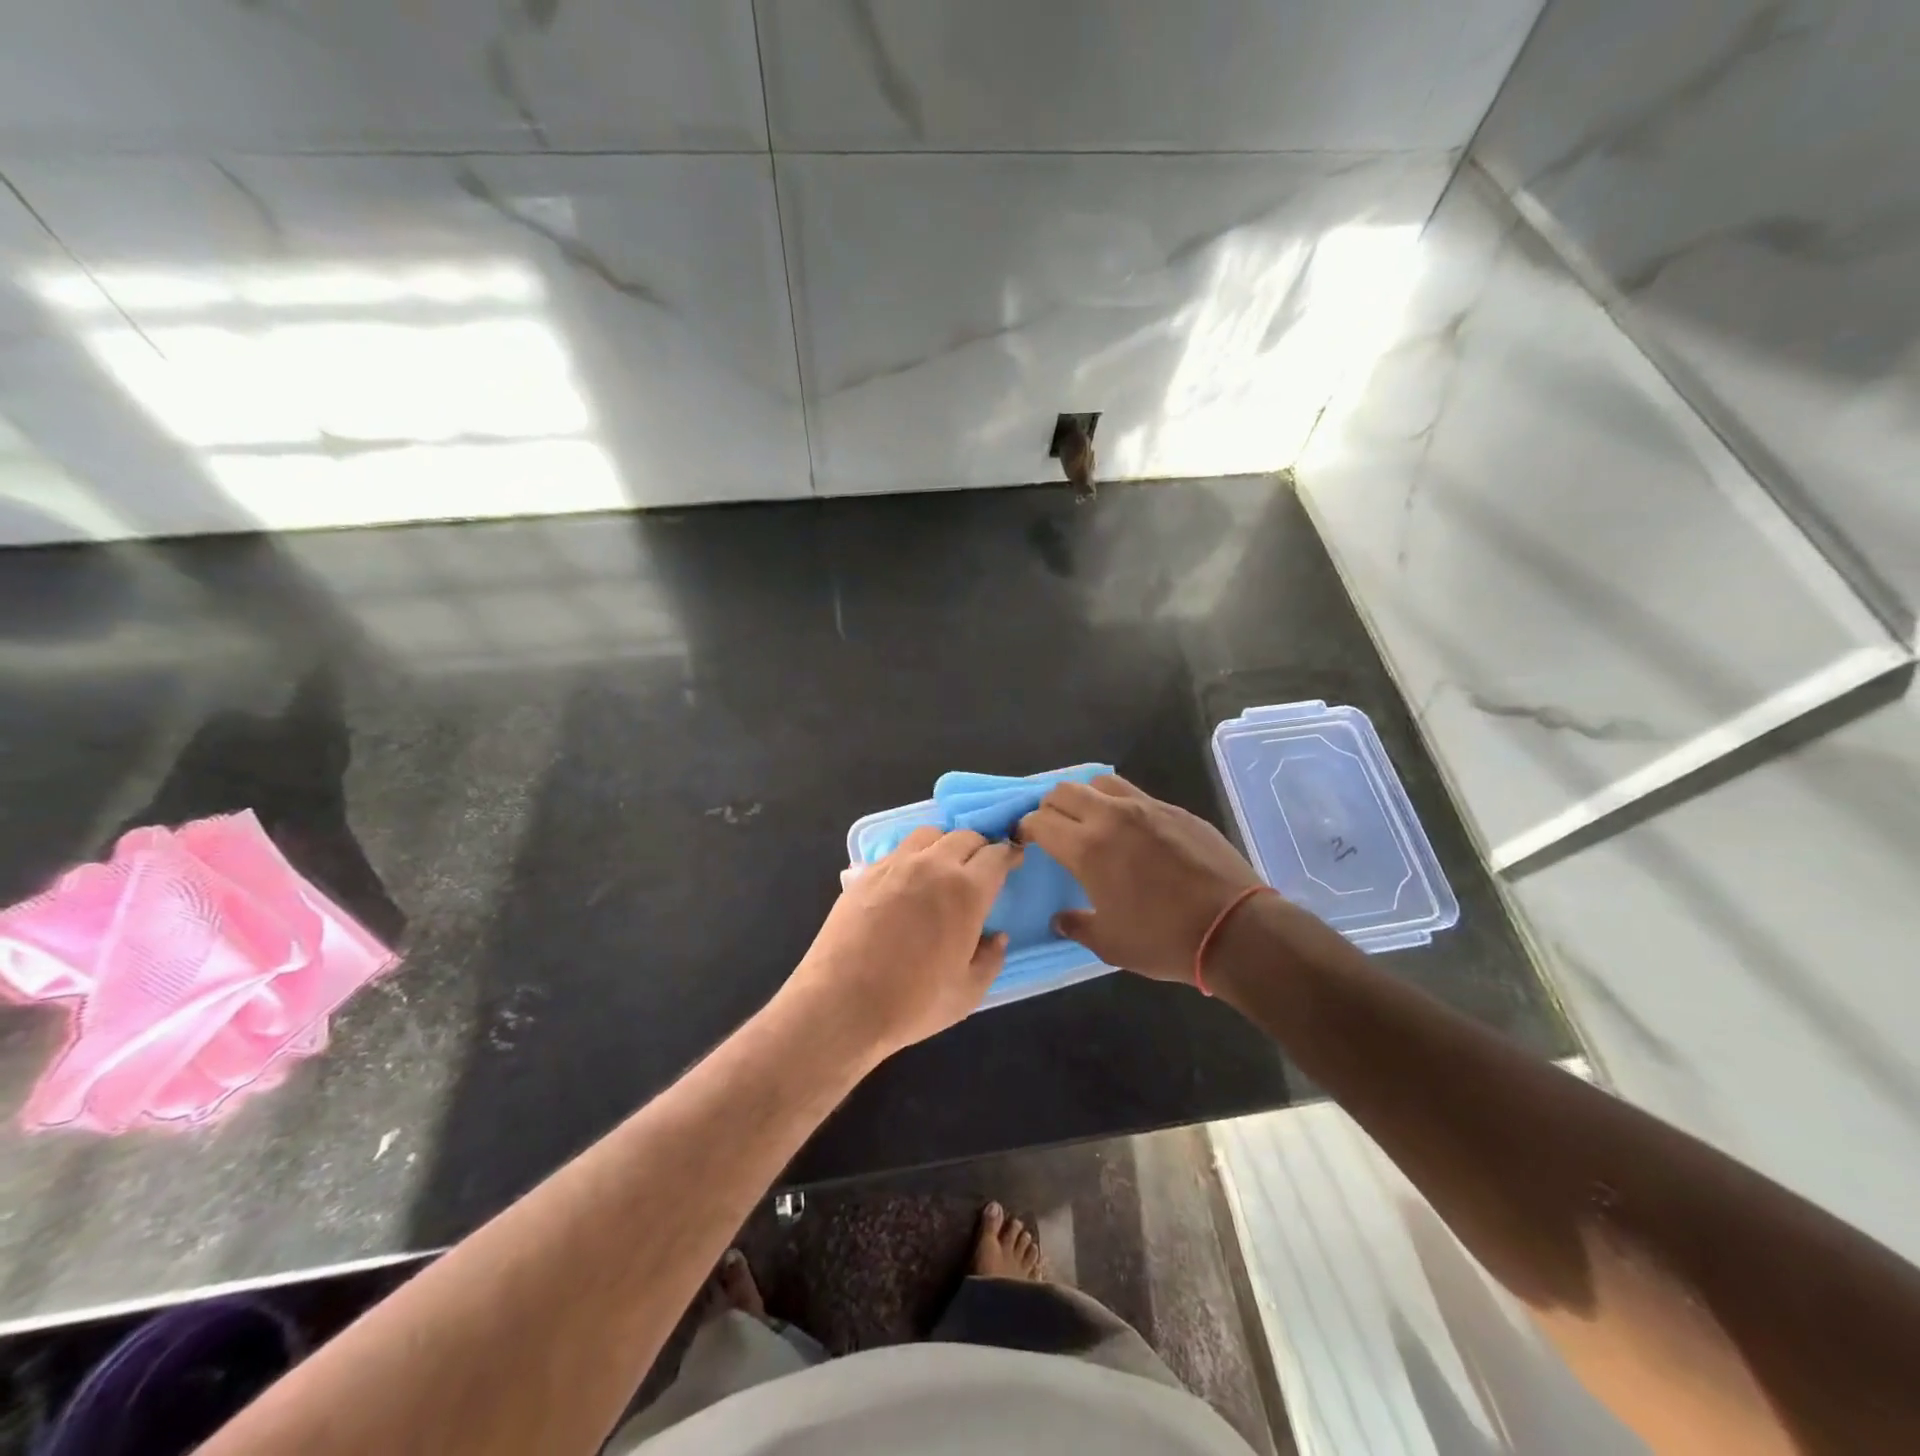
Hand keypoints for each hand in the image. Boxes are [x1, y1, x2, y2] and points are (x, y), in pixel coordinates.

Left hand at [782, 826, 1020, 1059]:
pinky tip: (910, 879)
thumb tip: (996, 937)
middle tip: (982, 867)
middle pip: (965, 837)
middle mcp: (933, 866)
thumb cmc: (912, 1003)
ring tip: (945, 866)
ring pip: (930, 834)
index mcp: (966, 891)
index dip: (1009, 855)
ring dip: (946, 844)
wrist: (842, 1003)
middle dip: (980, 847)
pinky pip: (899, 850)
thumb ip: (990, 960)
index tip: (1014, 860)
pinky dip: (915, 855)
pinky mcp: (867, 872)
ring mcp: (896, 865)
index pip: (996, 856)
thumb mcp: (967, 993)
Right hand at [1016, 775, 1262, 984]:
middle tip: (1053, 829)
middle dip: (1049, 807)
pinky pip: (1136, 795)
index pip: (1040, 820)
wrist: (1234, 928)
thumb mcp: (1110, 943)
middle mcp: (1111, 817)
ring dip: (1085, 797)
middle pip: (1064, 791)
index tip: (1026, 841)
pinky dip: (1120, 805)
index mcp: (1087, 848)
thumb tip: (1061, 920)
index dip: (1026, 828)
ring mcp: (1147, 808)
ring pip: (1100, 783)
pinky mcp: (1175, 810)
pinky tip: (1131, 831)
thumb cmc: (1163, 940)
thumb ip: (1077, 925)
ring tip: (1090, 821)